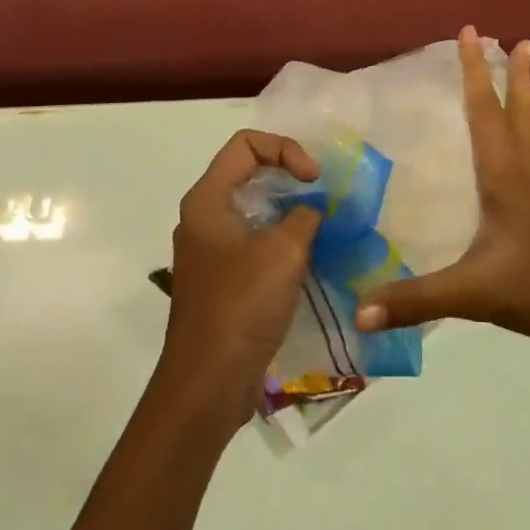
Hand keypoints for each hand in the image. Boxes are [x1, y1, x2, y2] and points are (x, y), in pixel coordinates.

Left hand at [158, 131, 321, 426]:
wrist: (207, 385)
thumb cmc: (241, 307)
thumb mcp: (284, 252)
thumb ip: (305, 216)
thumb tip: (313, 210)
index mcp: (207, 200)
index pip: (245, 145)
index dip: (285, 150)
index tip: (314, 180)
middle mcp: (204, 217)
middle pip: (249, 172)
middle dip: (290, 177)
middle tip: (325, 196)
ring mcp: (211, 250)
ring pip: (254, 209)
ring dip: (290, 211)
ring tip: (325, 225)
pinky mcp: (222, 279)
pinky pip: (255, 241)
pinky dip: (282, 239)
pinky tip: (311, 257)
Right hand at [354, 27, 529, 360]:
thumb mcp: (476, 294)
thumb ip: (416, 301)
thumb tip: (356, 312)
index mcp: (505, 179)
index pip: (486, 112)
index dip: (476, 71)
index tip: (472, 31)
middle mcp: (524, 179)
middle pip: (520, 115)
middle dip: (514, 76)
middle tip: (518, 41)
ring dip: (526, 103)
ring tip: (526, 80)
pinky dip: (526, 141)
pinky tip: (517, 160)